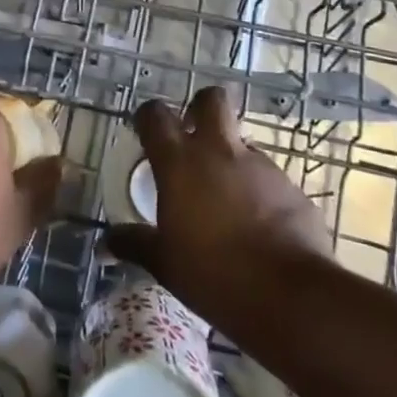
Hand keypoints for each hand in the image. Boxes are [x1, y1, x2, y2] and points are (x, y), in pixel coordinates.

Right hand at [108, 86, 331, 313]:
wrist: (291, 296)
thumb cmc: (214, 274)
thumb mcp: (165, 263)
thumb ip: (135, 245)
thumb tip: (105, 244)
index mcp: (180, 163)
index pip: (156, 116)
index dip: (148, 118)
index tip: (144, 132)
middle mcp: (220, 152)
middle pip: (211, 100)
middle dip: (200, 109)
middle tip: (192, 137)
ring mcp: (261, 166)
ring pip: (242, 143)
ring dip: (230, 159)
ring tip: (224, 199)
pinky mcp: (291, 188)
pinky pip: (268, 178)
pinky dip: (258, 191)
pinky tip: (257, 225)